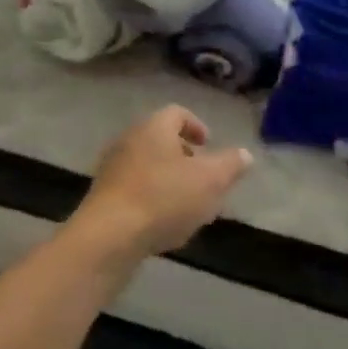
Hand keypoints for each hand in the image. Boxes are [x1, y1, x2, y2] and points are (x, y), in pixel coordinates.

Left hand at [71, 106, 251, 264]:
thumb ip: (230, 165)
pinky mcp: (102, 195)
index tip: (208, 144)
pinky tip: (162, 223)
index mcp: (154, 127)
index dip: (196, 125)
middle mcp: (129, 139)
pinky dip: (151, 197)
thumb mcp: (210, 181)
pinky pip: (133, 188)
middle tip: (202, 176)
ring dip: (167, 179)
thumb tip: (244, 154)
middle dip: (183, 156)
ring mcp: (111, 167)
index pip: (177, 113)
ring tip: (186, 205)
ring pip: (146, 165)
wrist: (109, 236)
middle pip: (159, 139)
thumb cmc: (164, 199)